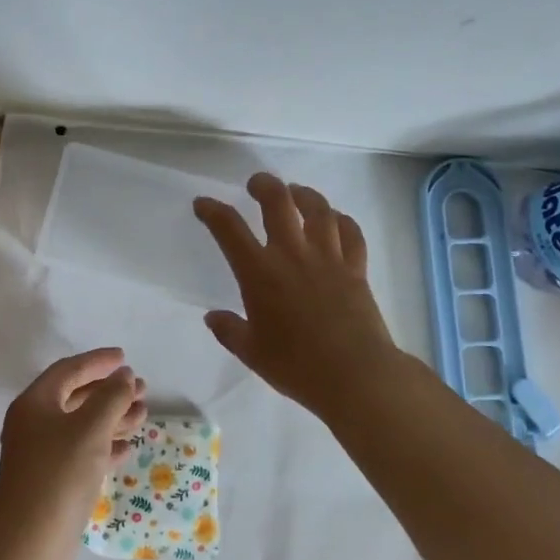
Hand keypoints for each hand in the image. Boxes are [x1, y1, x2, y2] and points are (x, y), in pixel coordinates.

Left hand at [0, 349, 147, 559]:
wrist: (27, 545)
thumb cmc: (58, 475)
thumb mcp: (90, 430)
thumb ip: (111, 398)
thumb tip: (124, 375)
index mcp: (35, 403)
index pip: (69, 370)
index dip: (98, 362)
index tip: (125, 358)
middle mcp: (34, 423)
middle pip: (76, 396)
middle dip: (109, 391)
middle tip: (141, 387)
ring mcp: (41, 454)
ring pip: (81, 425)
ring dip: (111, 417)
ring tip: (144, 413)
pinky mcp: (51, 481)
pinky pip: (81, 452)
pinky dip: (104, 445)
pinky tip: (127, 447)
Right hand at [194, 172, 400, 416]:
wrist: (355, 375)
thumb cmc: (296, 366)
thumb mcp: (252, 352)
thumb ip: (229, 331)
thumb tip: (213, 317)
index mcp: (259, 272)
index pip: (229, 228)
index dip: (212, 211)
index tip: (203, 204)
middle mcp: (292, 254)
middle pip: (278, 201)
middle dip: (263, 185)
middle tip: (256, 184)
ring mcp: (328, 258)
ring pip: (318, 209)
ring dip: (304, 194)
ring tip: (296, 193)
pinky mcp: (356, 268)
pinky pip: (351, 233)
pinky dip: (342, 220)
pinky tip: (336, 220)